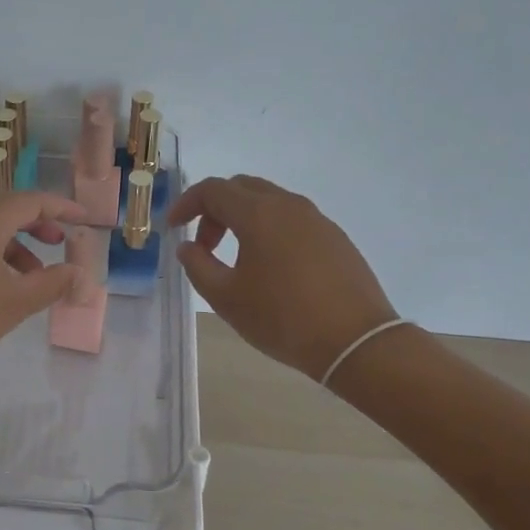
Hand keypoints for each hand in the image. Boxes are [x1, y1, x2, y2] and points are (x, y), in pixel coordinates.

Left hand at [0, 190, 86, 403]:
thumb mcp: (14, 303)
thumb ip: (53, 284)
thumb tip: (83, 275)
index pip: (32, 200)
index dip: (62, 208)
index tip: (86, 218)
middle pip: (9, 207)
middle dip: (39, 222)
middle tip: (63, 241)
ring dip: (17, 241)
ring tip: (38, 272)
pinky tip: (3, 283)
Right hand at [167, 175, 397, 380]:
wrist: (356, 341)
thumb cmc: (283, 318)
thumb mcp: (226, 298)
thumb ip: (198, 266)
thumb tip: (188, 247)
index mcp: (258, 213)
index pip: (212, 190)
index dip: (186, 204)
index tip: (173, 228)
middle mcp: (288, 205)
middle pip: (241, 188)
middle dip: (215, 210)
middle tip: (205, 245)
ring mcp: (317, 219)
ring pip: (270, 202)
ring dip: (243, 219)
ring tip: (236, 258)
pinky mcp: (336, 237)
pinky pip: (293, 219)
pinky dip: (270, 229)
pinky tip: (272, 267)